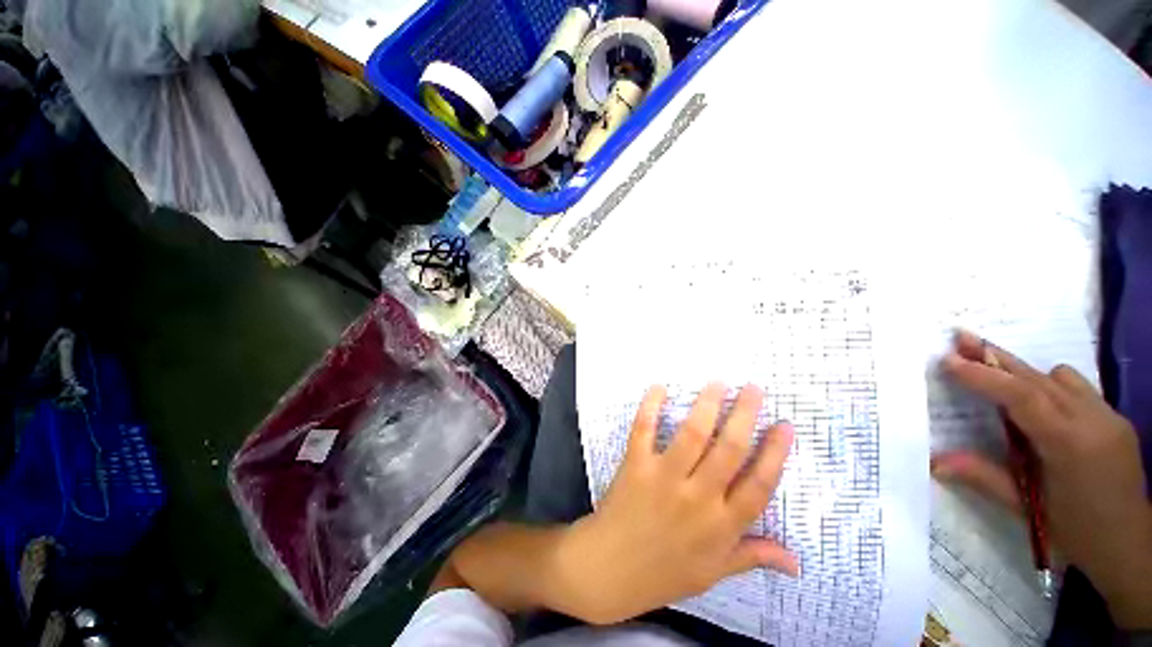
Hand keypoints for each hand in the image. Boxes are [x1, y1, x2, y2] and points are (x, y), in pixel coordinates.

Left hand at [555, 383, 798, 624]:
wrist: (609, 570)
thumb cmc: (664, 572)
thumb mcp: (714, 572)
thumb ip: (752, 556)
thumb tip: (796, 561)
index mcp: (722, 525)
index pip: (759, 485)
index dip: (775, 453)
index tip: (785, 424)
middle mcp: (698, 497)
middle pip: (729, 450)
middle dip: (745, 414)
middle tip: (753, 388)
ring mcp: (664, 478)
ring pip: (692, 434)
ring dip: (707, 405)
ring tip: (718, 382)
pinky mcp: (636, 465)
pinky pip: (644, 429)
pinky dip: (651, 406)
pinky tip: (659, 387)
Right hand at [932, 330, 1151, 628]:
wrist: (1130, 546)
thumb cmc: (1075, 532)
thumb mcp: (1027, 510)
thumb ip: (984, 478)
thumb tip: (935, 461)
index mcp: (1070, 444)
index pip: (1022, 397)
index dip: (984, 376)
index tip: (949, 360)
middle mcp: (1093, 420)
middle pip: (1038, 378)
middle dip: (997, 357)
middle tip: (961, 338)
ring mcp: (1109, 417)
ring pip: (1060, 377)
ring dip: (1024, 373)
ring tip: (995, 372)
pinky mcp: (1116, 419)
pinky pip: (1078, 388)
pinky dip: (1050, 385)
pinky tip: (1038, 403)